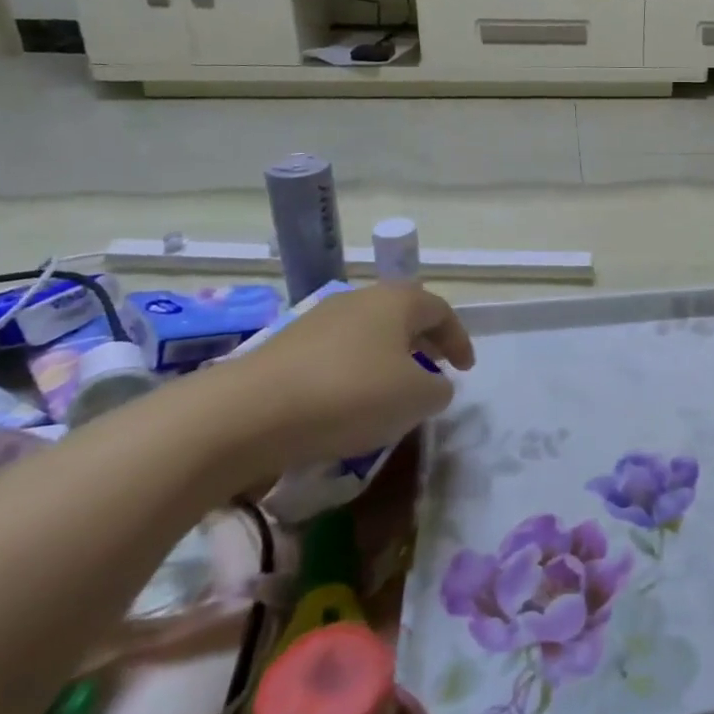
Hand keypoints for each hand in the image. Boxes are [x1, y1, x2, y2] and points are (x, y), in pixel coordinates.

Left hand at [211, 284, 475, 479]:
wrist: (247, 413)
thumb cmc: (350, 395)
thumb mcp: (416, 399)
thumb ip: (438, 389)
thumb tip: (434, 385)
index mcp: (397, 301)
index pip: (440, 311)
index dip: (458, 339)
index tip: (466, 368)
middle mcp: (358, 300)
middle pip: (401, 316)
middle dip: (422, 343)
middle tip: (434, 370)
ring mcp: (317, 320)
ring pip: (366, 334)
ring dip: (386, 358)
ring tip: (391, 391)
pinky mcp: (284, 347)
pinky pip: (335, 355)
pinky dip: (352, 373)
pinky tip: (348, 404)